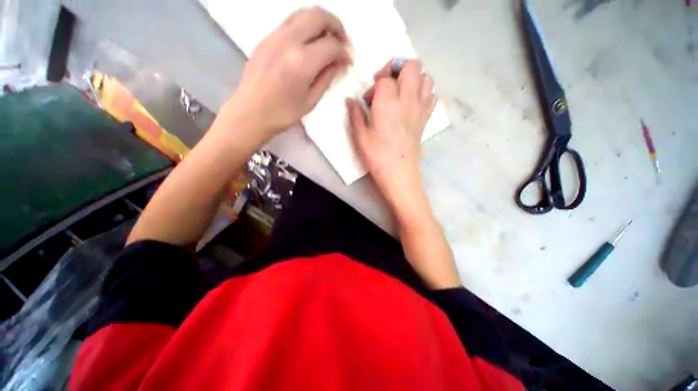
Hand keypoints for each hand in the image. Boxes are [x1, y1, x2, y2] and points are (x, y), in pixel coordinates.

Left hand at [224, 7, 351, 140]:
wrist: (250, 112)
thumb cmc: (283, 113)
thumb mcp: (310, 101)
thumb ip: (326, 78)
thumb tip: (338, 64)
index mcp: (302, 62)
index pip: (331, 45)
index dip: (344, 52)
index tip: (348, 62)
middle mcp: (288, 41)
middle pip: (318, 15)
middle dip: (336, 25)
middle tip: (342, 41)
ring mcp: (274, 36)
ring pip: (302, 13)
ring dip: (320, 22)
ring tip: (327, 39)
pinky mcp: (266, 38)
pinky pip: (290, 22)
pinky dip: (305, 26)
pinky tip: (308, 43)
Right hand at [346, 60, 435, 212]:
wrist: (399, 173)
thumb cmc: (377, 156)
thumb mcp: (359, 136)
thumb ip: (355, 114)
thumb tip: (350, 100)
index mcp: (388, 103)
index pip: (385, 77)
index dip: (375, 85)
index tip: (368, 101)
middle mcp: (408, 100)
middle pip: (412, 65)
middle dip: (397, 68)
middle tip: (386, 85)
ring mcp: (421, 108)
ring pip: (426, 77)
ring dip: (413, 79)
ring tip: (400, 93)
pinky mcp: (426, 119)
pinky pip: (432, 95)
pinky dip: (423, 92)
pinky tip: (411, 104)